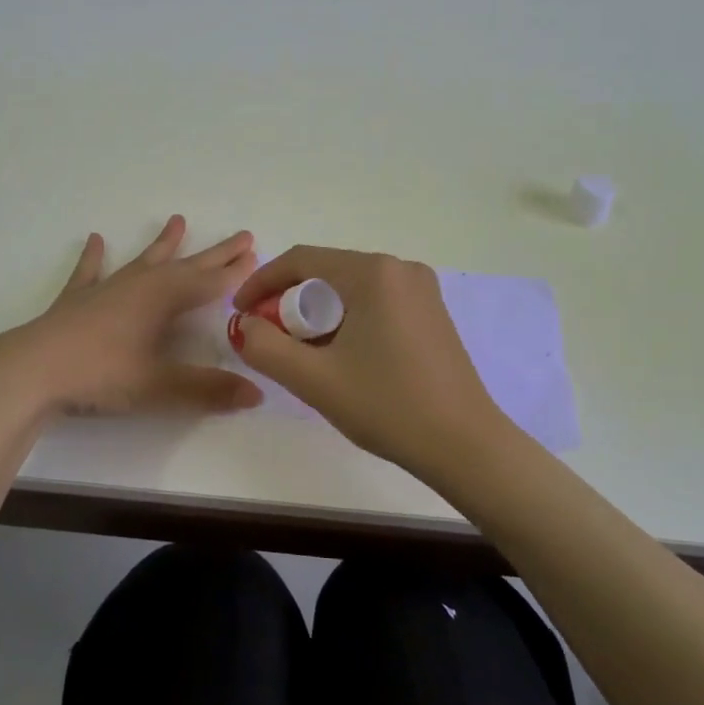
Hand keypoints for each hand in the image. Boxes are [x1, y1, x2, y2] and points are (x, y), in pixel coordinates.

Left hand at [0, 216, 264, 416]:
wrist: (34, 369)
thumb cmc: (102, 374)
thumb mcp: (159, 386)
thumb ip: (208, 390)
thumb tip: (256, 394)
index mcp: (164, 299)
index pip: (210, 283)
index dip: (235, 273)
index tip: (258, 257)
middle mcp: (140, 284)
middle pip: (187, 265)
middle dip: (216, 253)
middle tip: (242, 236)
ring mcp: (107, 288)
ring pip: (144, 260)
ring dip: (163, 243)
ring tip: (178, 220)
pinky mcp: (77, 299)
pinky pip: (90, 271)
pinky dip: (94, 256)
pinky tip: (95, 239)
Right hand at [231, 247, 511, 480]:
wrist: (464, 445)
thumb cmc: (387, 406)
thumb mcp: (314, 380)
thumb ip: (265, 347)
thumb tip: (244, 325)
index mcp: (373, 272)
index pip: (301, 260)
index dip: (262, 282)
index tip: (240, 312)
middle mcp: (401, 268)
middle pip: (327, 272)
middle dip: (290, 301)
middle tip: (270, 338)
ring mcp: (422, 289)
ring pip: (351, 288)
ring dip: (319, 312)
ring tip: (303, 351)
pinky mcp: (432, 312)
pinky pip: (376, 301)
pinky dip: (349, 319)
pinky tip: (343, 354)